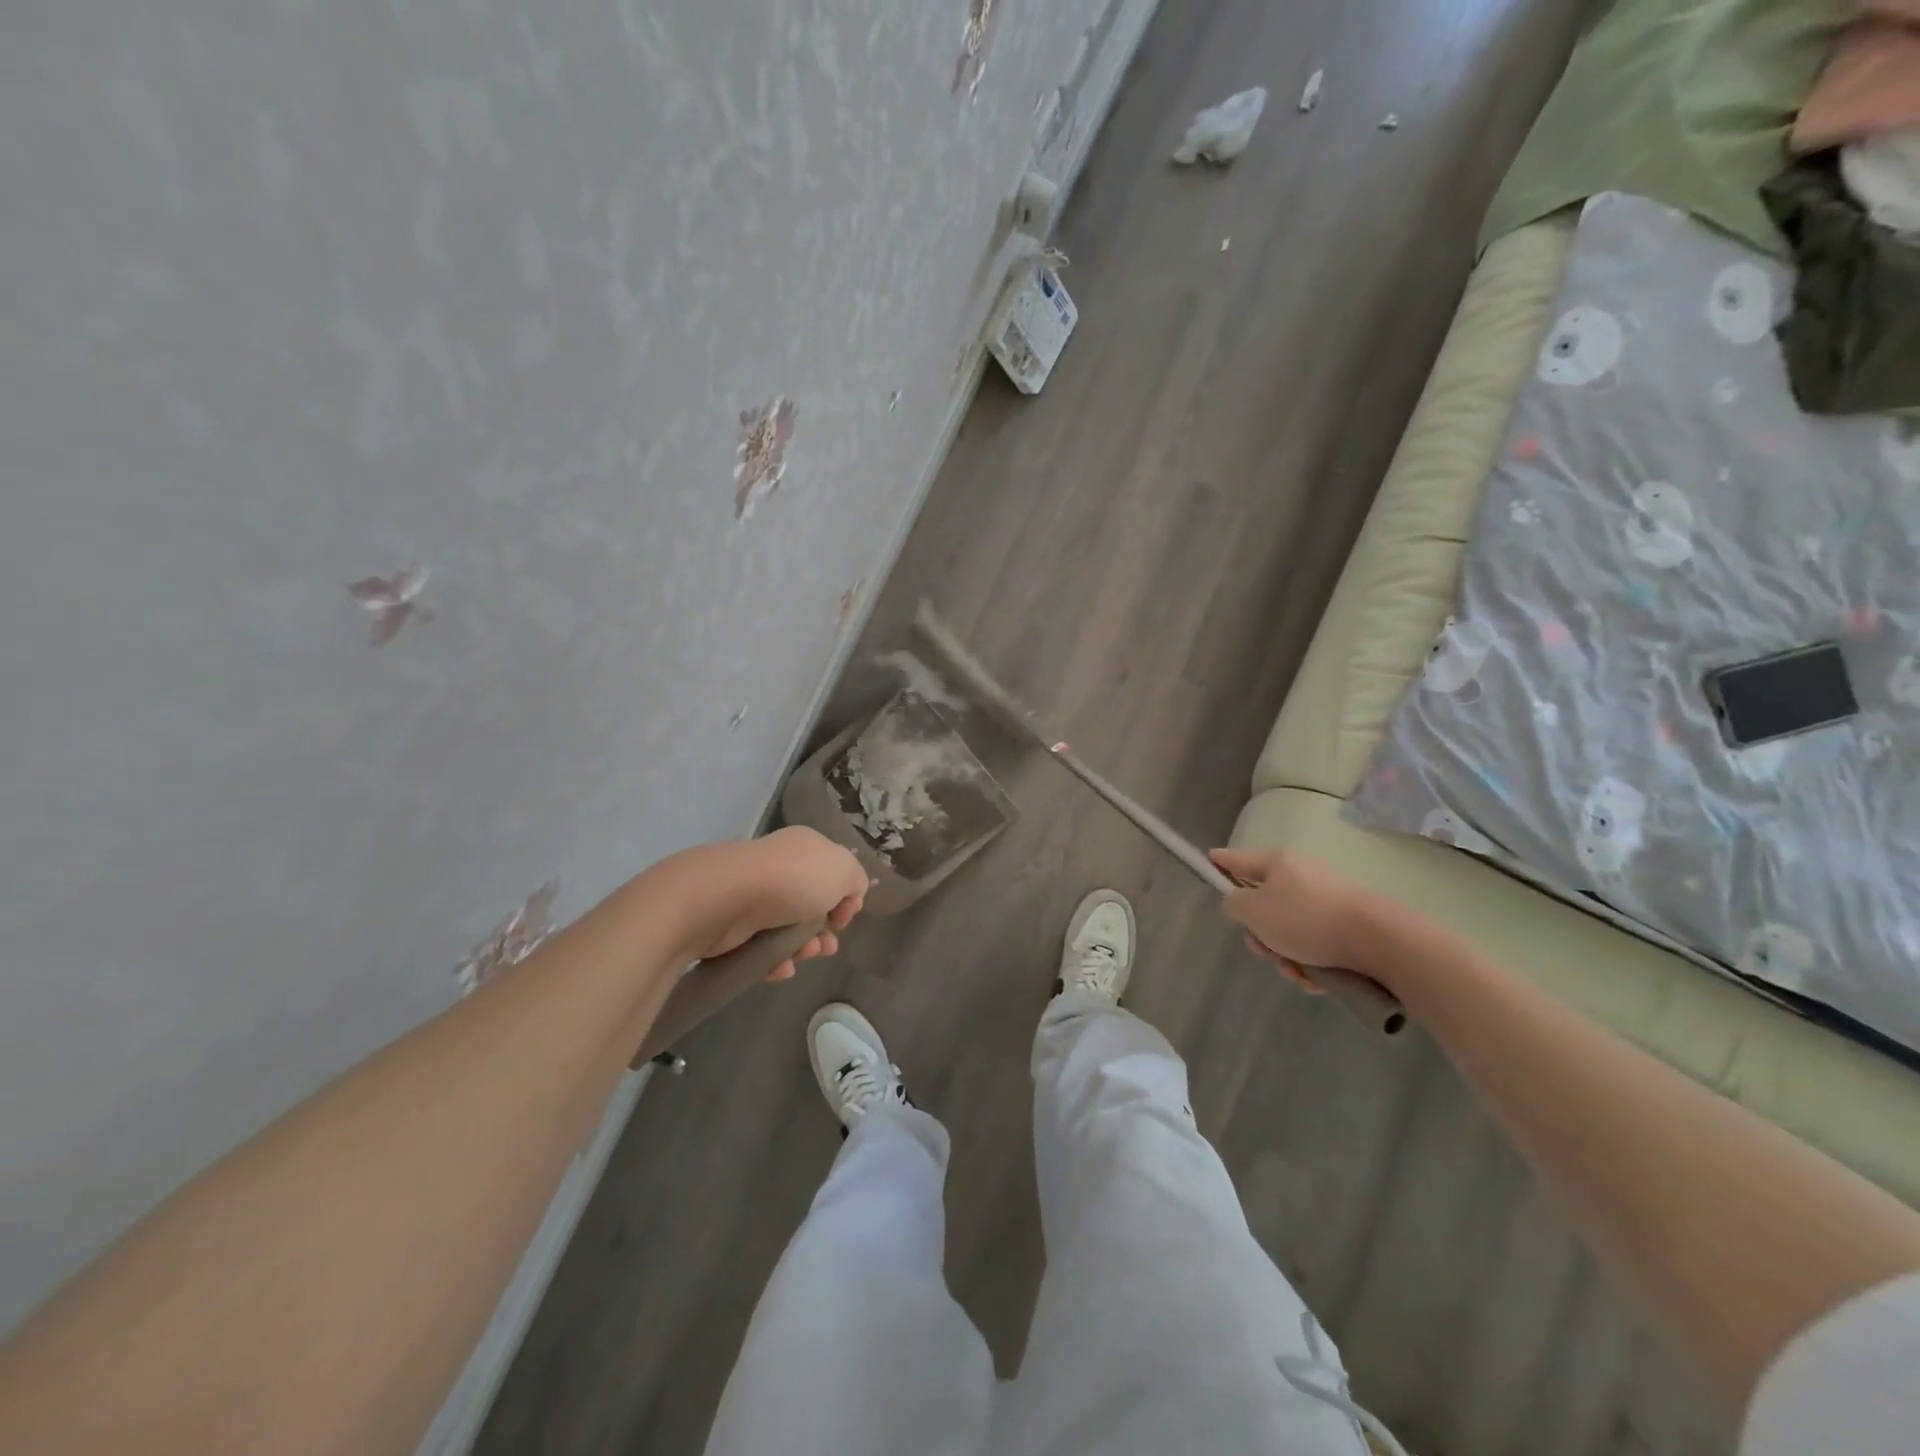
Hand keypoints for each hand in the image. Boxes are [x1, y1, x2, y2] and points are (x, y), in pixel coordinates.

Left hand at [672, 827, 868, 979]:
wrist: (728, 898)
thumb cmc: (794, 879)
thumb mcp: (844, 870)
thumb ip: (856, 881)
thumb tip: (847, 898)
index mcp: (806, 848)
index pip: (833, 873)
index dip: (845, 898)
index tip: (845, 917)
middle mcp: (780, 868)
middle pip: (812, 904)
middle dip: (825, 931)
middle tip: (827, 946)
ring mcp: (754, 896)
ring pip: (788, 929)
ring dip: (804, 948)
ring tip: (805, 956)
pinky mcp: (733, 926)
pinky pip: (761, 947)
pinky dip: (775, 961)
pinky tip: (782, 968)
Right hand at [1209, 847, 1383, 990]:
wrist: (1379, 941)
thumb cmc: (1307, 920)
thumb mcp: (1254, 911)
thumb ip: (1233, 904)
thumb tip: (1240, 904)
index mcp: (1277, 864)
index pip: (1238, 859)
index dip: (1221, 861)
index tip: (1209, 859)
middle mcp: (1302, 877)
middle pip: (1264, 905)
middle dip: (1260, 935)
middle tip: (1264, 951)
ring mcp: (1327, 901)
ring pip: (1289, 932)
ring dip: (1286, 957)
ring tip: (1297, 974)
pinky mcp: (1348, 927)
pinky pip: (1315, 946)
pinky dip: (1311, 965)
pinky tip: (1316, 981)